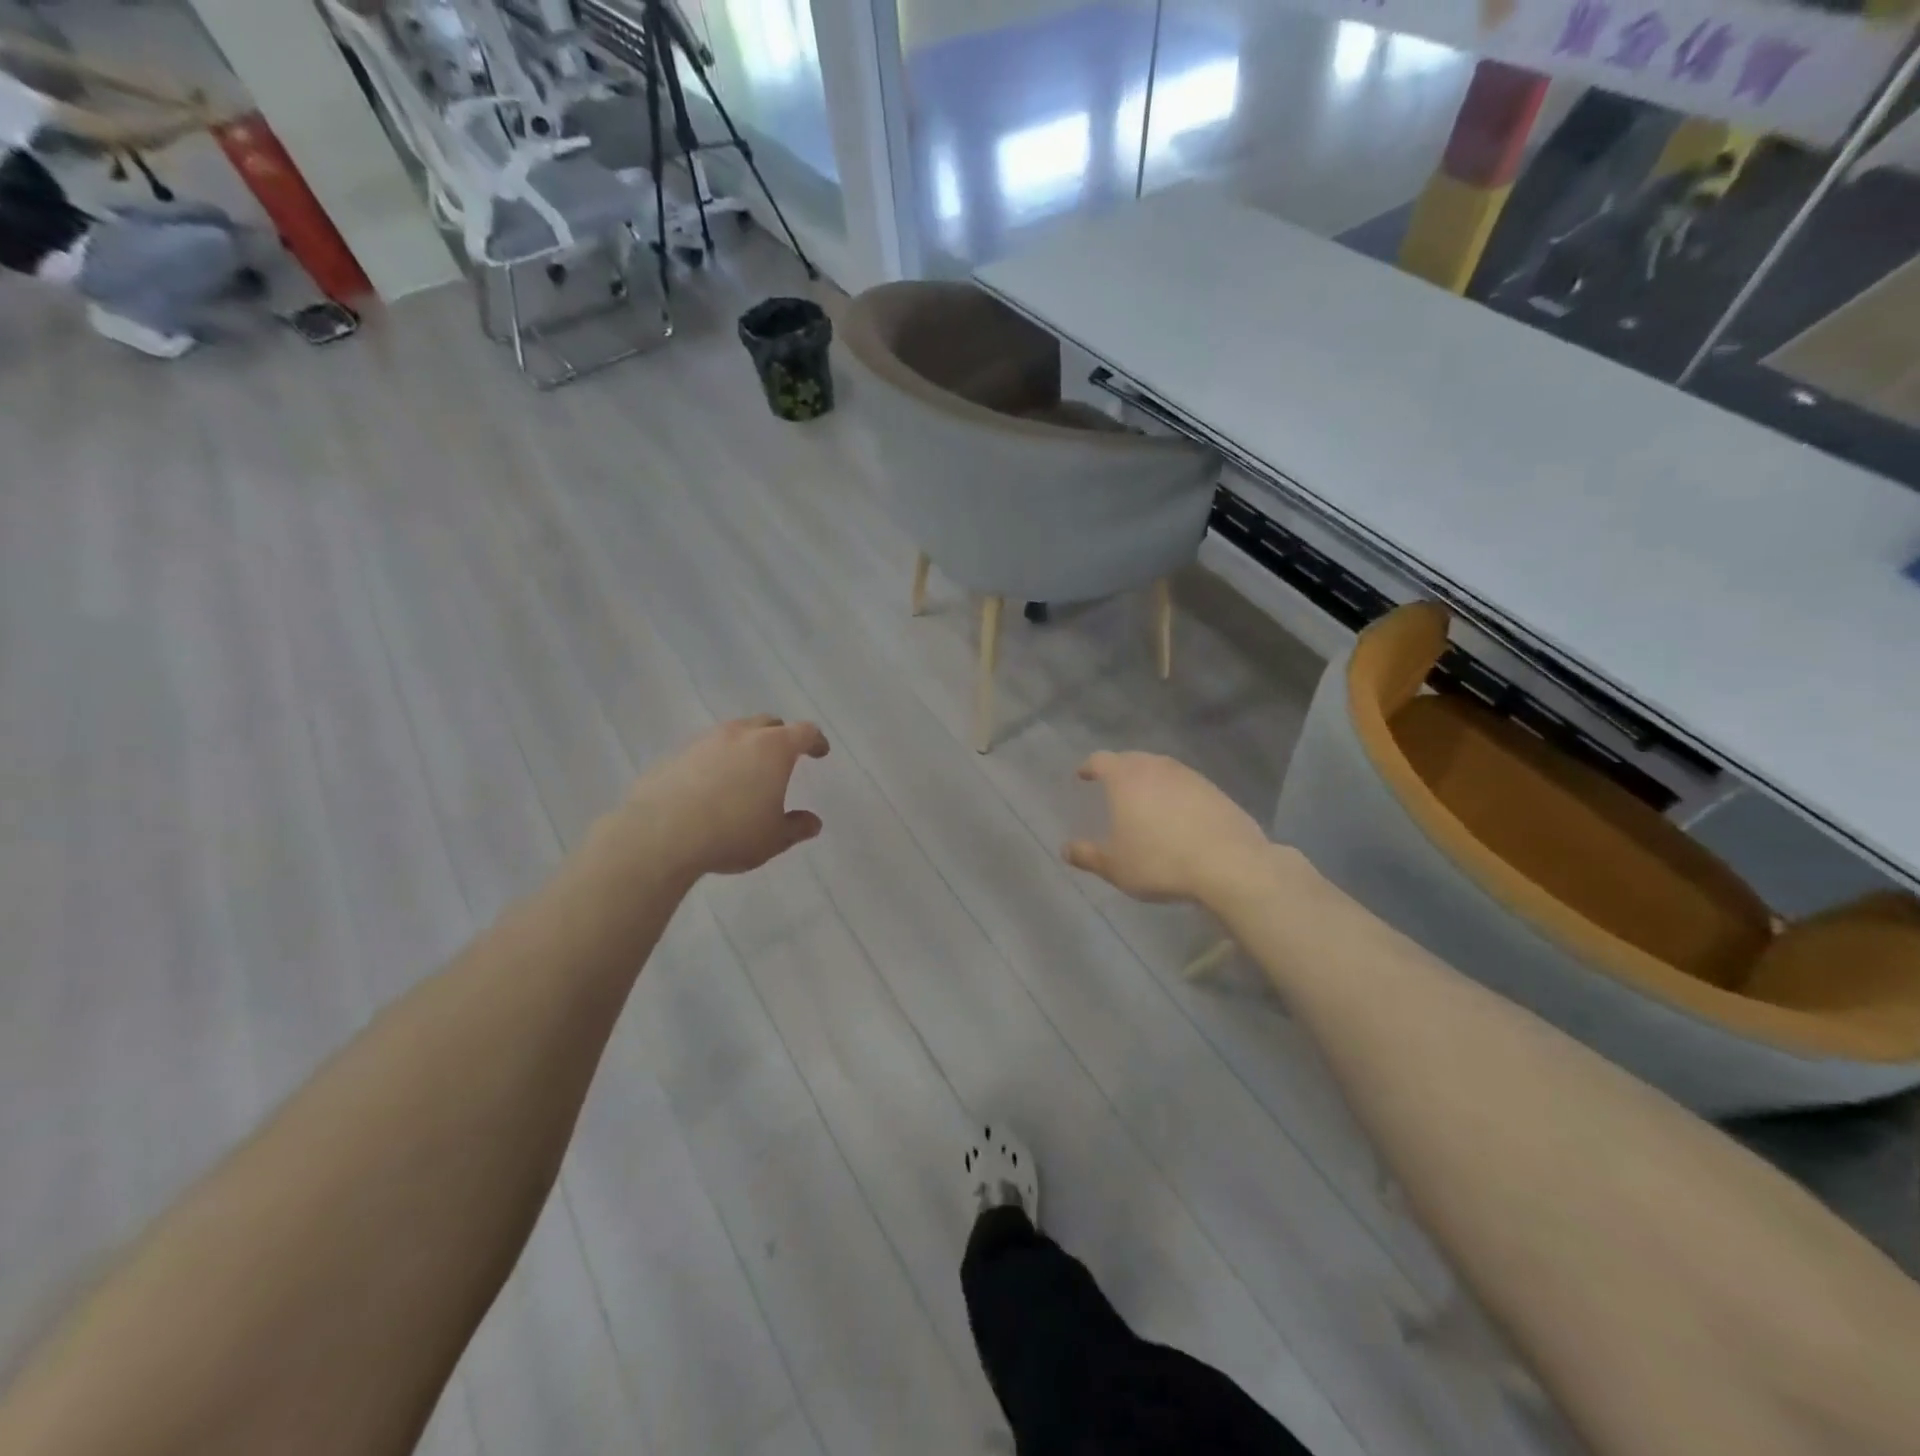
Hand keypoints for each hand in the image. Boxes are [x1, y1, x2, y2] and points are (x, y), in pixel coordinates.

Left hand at [628, 715, 829, 878]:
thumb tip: (812, 822)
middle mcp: (741, 735)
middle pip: (767, 723)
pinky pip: (704, 750)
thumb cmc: (731, 833)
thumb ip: (796, 827)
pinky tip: (710, 785)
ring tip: (745, 771)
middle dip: (780, 736)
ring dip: (745, 746)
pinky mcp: (675, 754)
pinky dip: (715, 760)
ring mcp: (705, 741)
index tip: (820, 752)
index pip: (804, 732)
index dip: (815, 741)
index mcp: (774, 748)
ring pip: (733, 733)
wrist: (660, 834)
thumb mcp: (773, 838)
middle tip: (783, 757)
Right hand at [1063, 751, 1268, 904]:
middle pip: (1132, 759)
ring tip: (1145, 801)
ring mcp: (1189, 776)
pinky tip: (1178, 815)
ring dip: (1150, 780)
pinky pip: (1186, 785)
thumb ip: (1087, 855)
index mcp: (1126, 778)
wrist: (1229, 864)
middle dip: (1119, 770)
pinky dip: (1175, 794)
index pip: (1101, 760)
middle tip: (1112, 786)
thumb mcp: (1115, 867)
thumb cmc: (1160, 862)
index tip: (1083, 775)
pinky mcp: (1215, 791)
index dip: (1089, 766)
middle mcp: (1156, 768)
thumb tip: (1065, 849)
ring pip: (1162, 769)